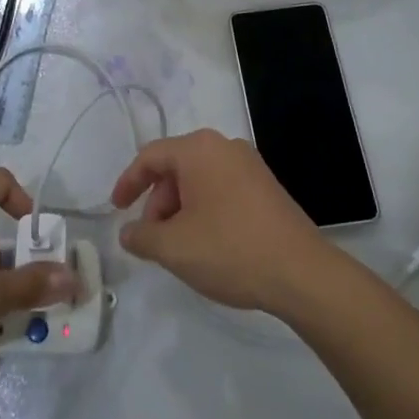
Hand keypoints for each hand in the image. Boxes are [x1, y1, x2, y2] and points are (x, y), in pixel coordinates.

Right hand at [110, 129, 331, 315]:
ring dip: (180, 209)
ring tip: (179, 247)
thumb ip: (142, 236)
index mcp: (199, 149)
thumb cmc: (230, 249)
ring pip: (200, 180)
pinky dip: (205, 209)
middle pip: (176, 167)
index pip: (151, 156)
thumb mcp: (174, 247)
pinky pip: (222, 189)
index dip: (128, 182)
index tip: (116, 210)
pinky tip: (207, 243)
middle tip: (151, 238)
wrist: (301, 272)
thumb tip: (128, 232)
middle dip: (157, 202)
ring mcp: (250, 165)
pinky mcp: (267, 187)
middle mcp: (225, 146)